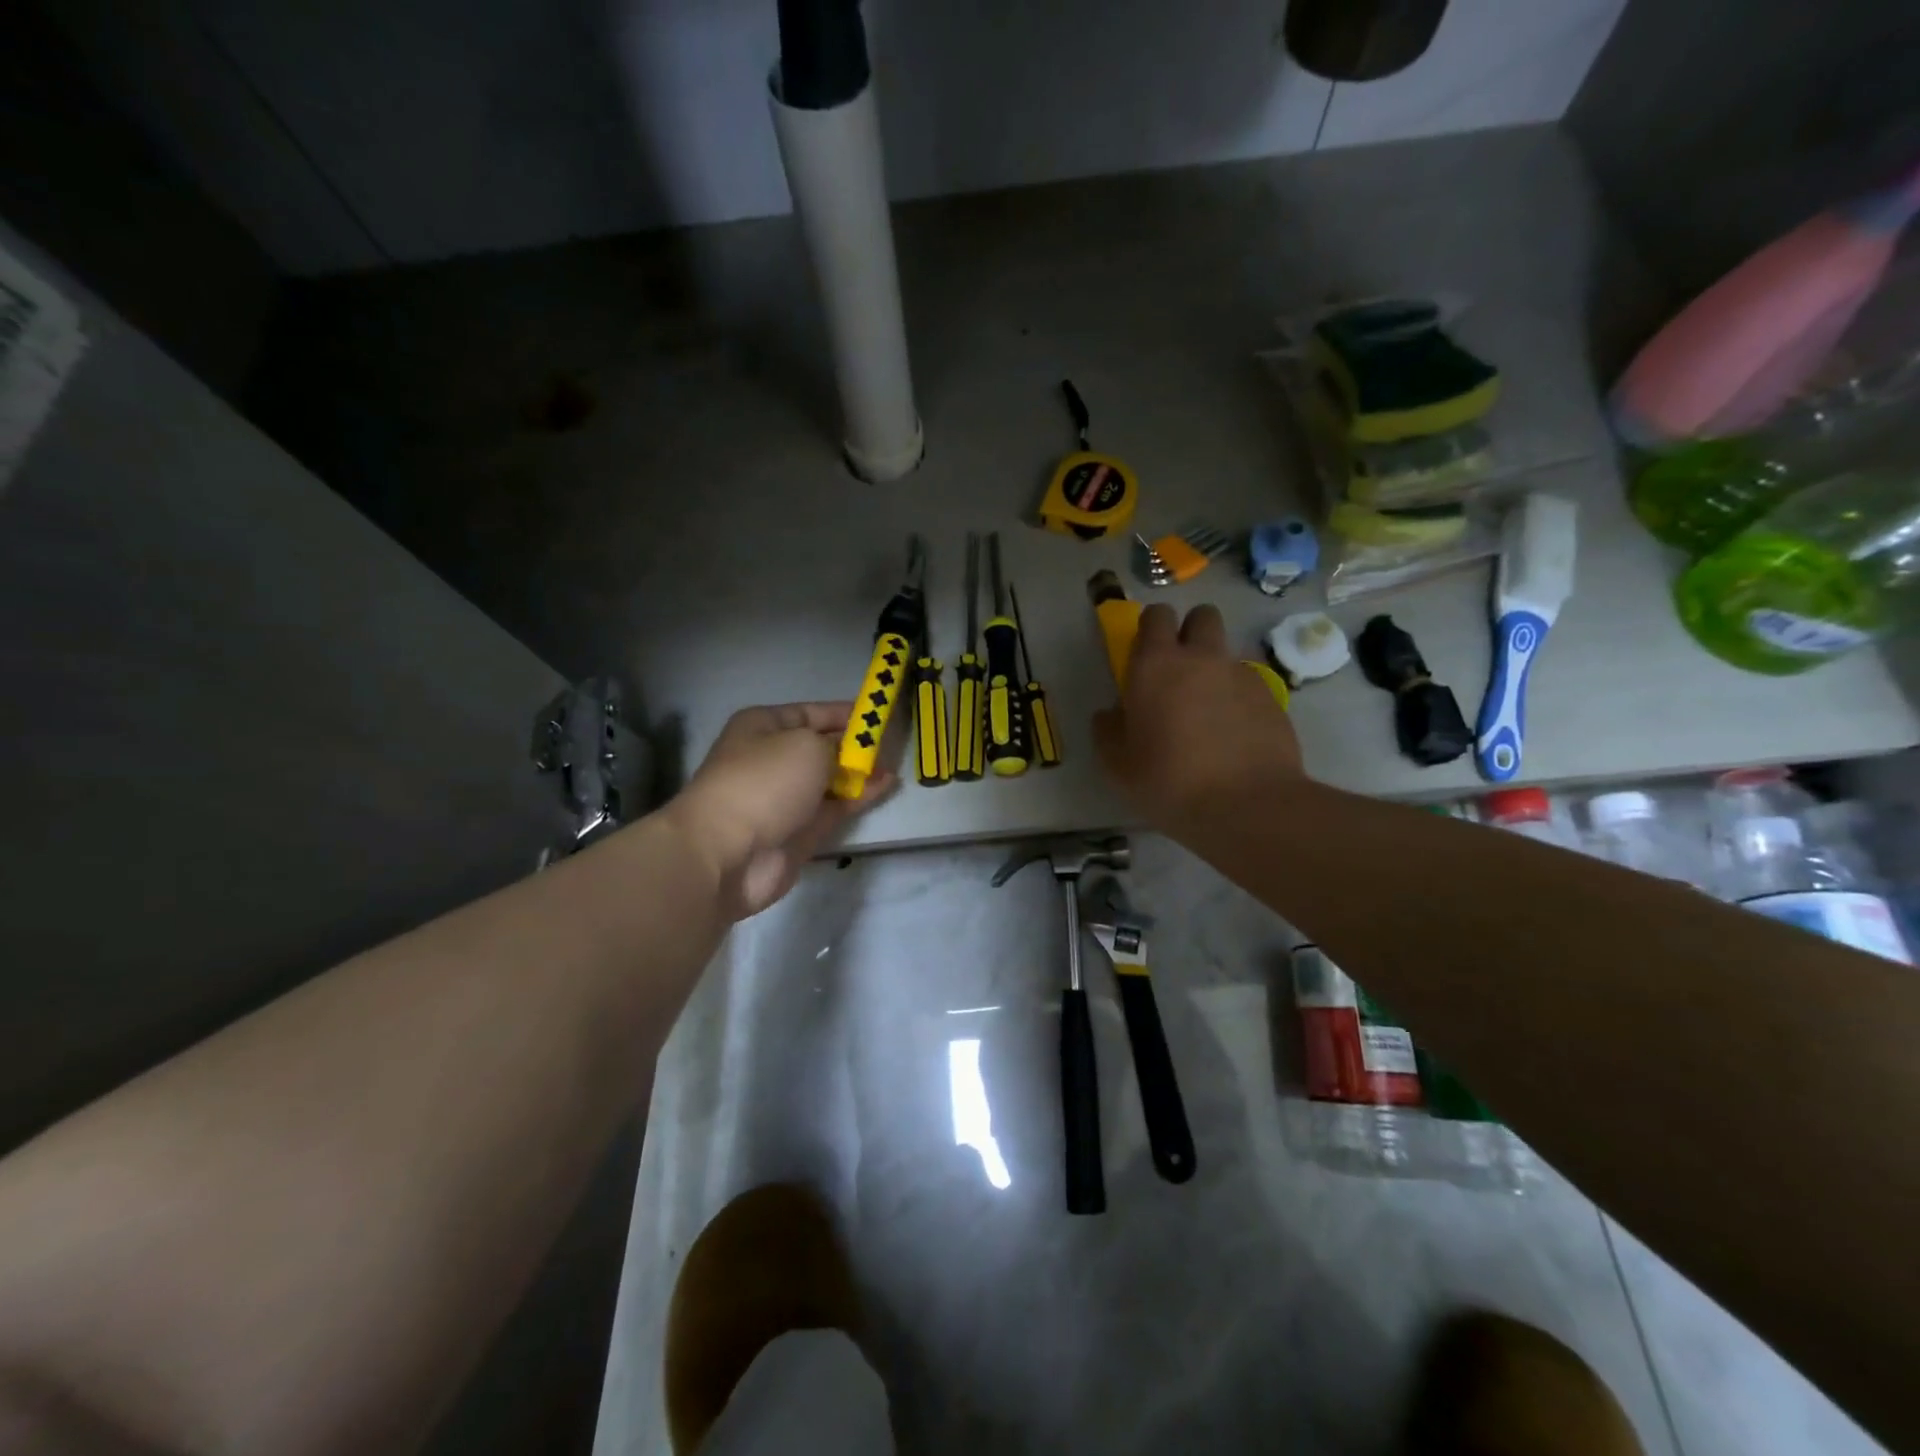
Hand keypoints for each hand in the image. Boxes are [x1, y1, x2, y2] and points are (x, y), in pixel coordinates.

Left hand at [669, 703, 895, 920]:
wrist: (727, 852)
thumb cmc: (764, 782)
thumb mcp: (807, 745)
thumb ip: (838, 745)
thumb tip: (852, 755)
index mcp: (762, 727)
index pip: (809, 712)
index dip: (843, 713)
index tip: (877, 714)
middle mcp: (772, 759)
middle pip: (820, 746)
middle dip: (854, 745)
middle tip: (890, 743)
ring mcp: (785, 797)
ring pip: (830, 779)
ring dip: (859, 772)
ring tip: (893, 766)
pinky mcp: (799, 830)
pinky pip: (835, 806)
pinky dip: (859, 796)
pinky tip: (885, 786)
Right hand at [1092, 604, 1303, 825]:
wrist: (1247, 806)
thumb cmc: (1168, 782)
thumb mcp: (1118, 766)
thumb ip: (1108, 731)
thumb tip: (1111, 714)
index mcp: (1156, 666)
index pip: (1156, 616)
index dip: (1151, 628)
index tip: (1144, 654)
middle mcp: (1201, 658)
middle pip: (1202, 616)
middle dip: (1190, 631)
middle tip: (1179, 669)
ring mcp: (1241, 675)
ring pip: (1226, 653)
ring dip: (1214, 669)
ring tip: (1208, 712)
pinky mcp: (1272, 698)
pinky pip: (1248, 685)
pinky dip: (1238, 699)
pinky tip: (1233, 736)